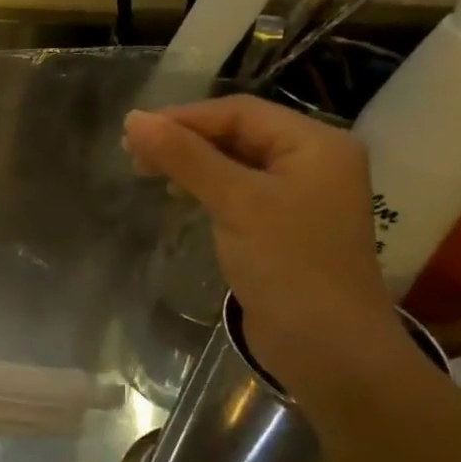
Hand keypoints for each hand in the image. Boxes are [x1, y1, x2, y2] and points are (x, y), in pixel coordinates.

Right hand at [123, 96, 402, 390]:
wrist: (327, 348)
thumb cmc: (287, 265)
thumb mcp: (234, 202)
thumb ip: (185, 157)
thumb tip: (133, 119)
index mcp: (316, 144)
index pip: (240, 112)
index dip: (184, 118)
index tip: (134, 133)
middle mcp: (313, 161)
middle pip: (238, 134)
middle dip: (185, 140)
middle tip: (134, 155)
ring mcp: (301, 195)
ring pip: (235, 162)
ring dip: (191, 163)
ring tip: (148, 173)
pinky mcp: (284, 225)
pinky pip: (239, 191)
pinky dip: (206, 188)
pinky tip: (179, 197)